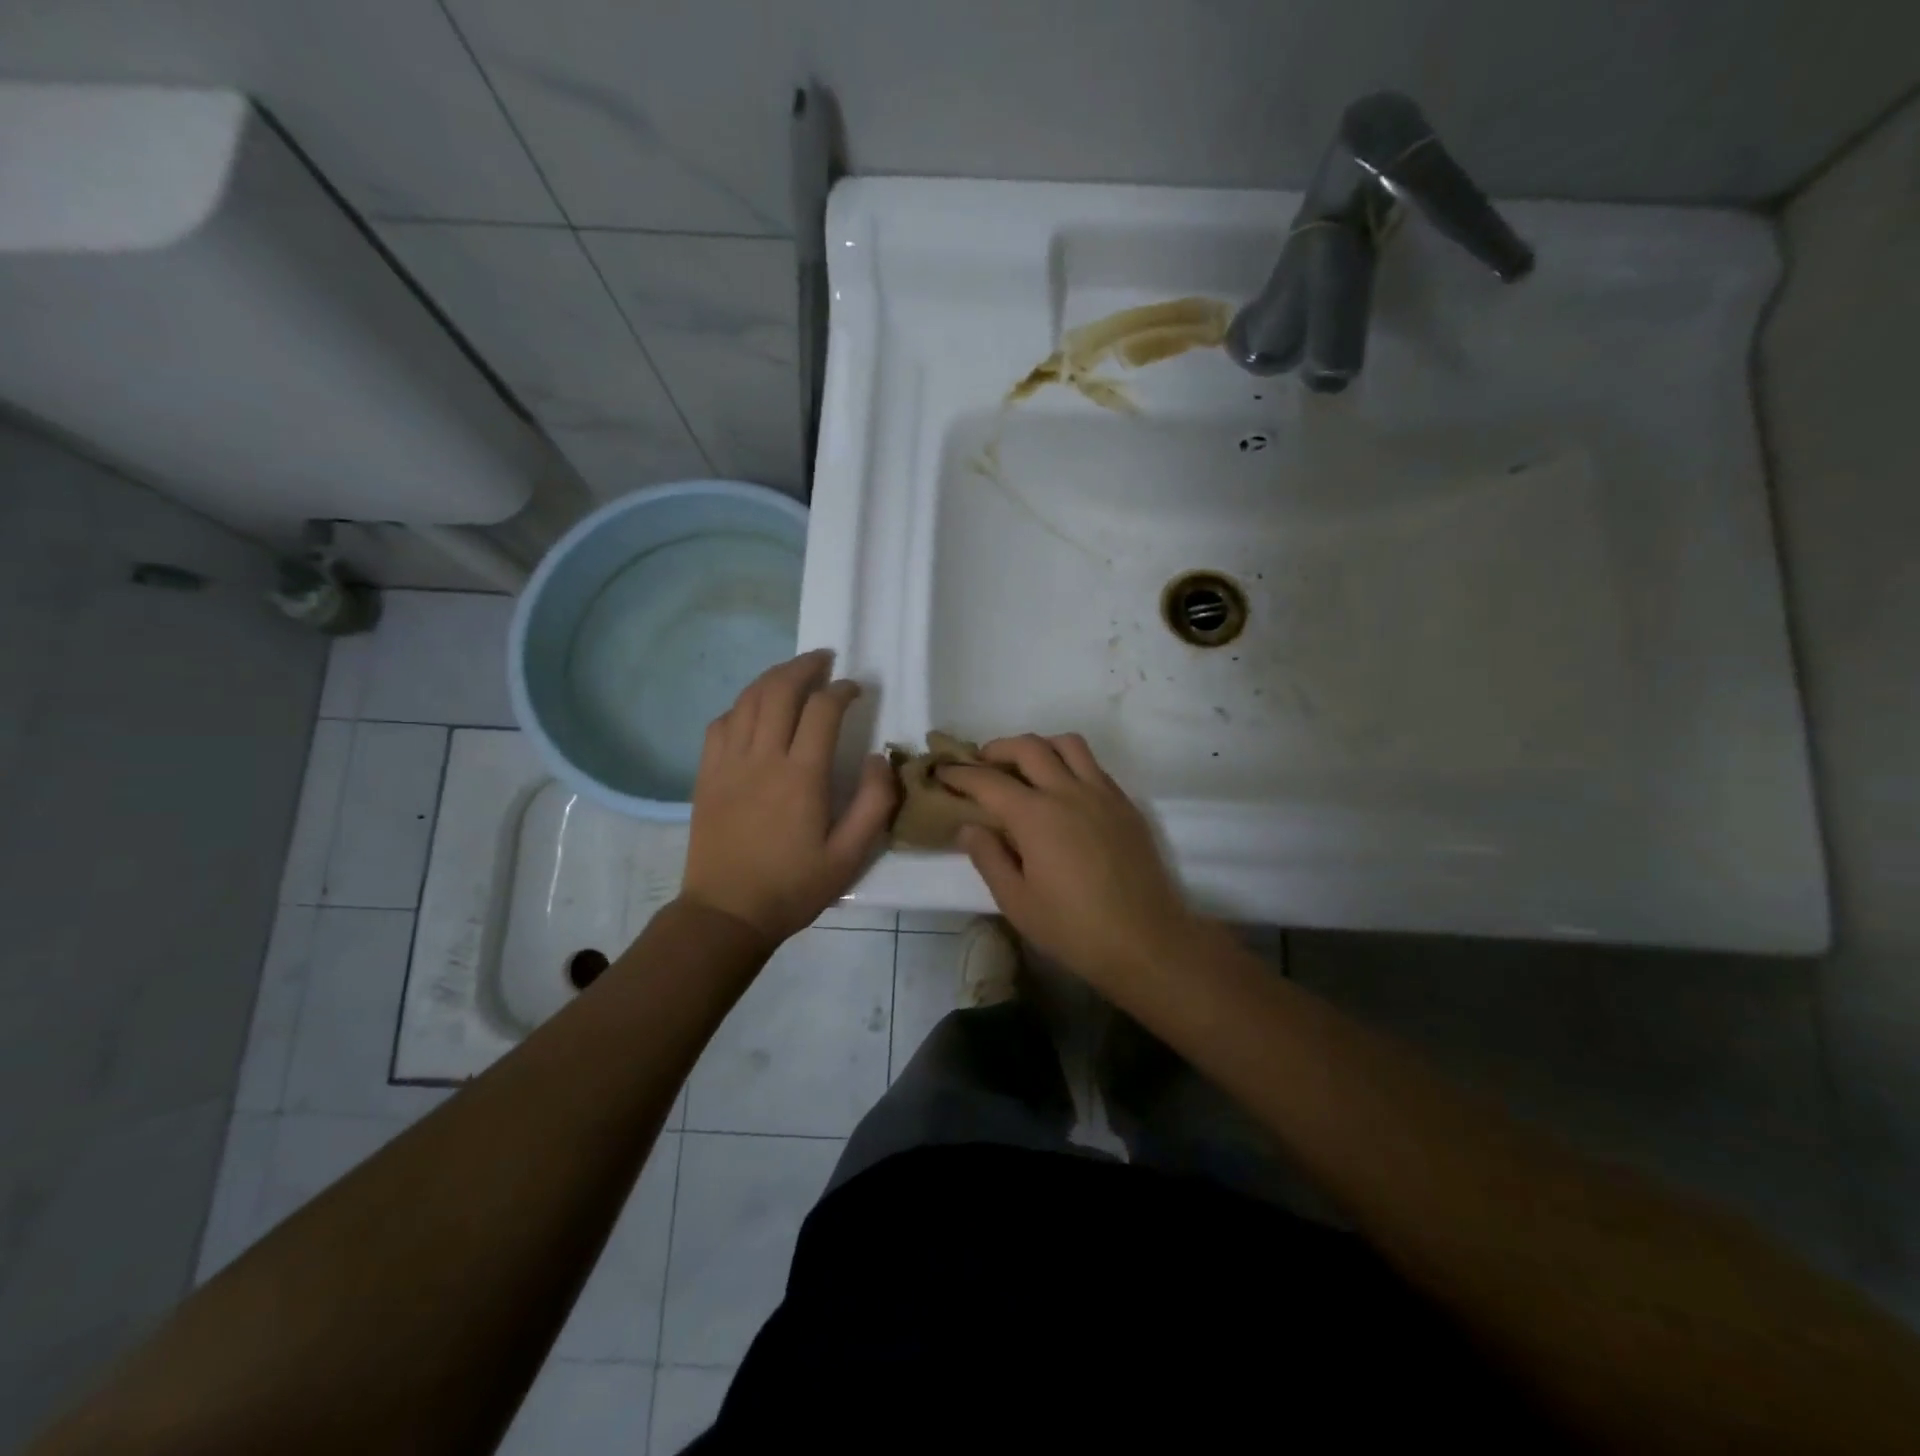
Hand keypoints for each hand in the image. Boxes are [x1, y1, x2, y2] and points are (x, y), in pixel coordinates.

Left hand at [680, 650, 897, 946]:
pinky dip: (741, 705)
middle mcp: (762, 758)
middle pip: (779, 690)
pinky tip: (753, 709)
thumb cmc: (793, 887)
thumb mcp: (850, 857)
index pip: (822, 710)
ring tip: (793, 673)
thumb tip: (877, 758)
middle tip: (824, 660)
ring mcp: (728, 763)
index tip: (855, 688)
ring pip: (748, 700)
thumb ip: (874, 804)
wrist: (727, 914)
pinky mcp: (707, 775)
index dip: (842, 690)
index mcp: (801, 777)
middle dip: (804, 667)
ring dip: (773, 677)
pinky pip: (721, 723)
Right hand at [940, 734, 1198, 990]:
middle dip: (997, 748)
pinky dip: (1070, 763)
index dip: (961, 774)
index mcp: (1035, 815)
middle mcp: (1068, 791)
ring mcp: (1102, 793)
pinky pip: (1094, 766)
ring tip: (1025, 767)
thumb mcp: (1017, 902)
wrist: (1146, 941)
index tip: (944, 772)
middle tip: (981, 764)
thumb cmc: (1073, 929)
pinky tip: (1063, 790)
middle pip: (1028, 747)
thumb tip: (969, 826)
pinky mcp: (1126, 804)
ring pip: (1068, 744)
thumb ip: (988, 858)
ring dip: (1039, 746)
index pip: (988, 781)